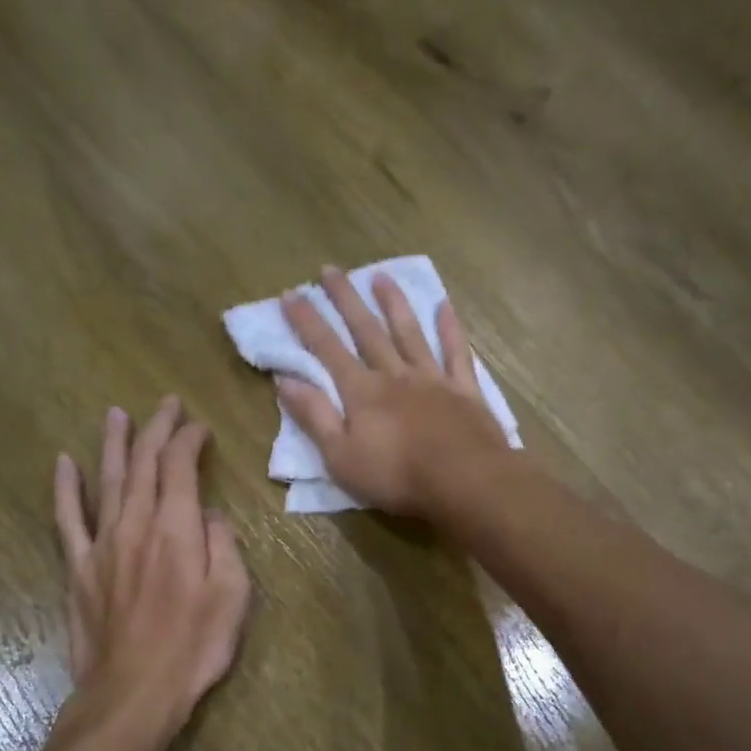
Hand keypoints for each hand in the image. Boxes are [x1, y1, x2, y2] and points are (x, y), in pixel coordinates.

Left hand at [53, 398, 250, 729]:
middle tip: (166, 405)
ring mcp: (102, 544)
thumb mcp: (233, 597)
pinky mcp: (78, 568)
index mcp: (177, 529)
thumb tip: (210, 515)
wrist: (133, 692)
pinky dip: (65, 489)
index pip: (180, 467)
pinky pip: (68, 519)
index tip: (200, 427)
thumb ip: (224, 545)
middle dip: (156, 429)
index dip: (189, 440)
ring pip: (106, 481)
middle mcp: (136, 524)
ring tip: (116, 414)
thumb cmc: (194, 647)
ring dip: (114, 444)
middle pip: (143, 464)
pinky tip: (63, 463)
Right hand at [276, 266, 510, 516]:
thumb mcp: (341, 457)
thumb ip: (314, 417)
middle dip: (345, 300)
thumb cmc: (396, 476)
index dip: (307, 322)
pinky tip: (444, 306)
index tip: (291, 294)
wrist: (464, 481)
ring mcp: (432, 379)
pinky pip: (455, 352)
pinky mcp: (464, 390)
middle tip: (330, 270)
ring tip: (381, 276)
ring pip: (409, 333)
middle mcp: (395, 375)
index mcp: (362, 393)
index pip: (327, 350)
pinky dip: (449, 328)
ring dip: (393, 304)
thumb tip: (285, 381)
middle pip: (366, 331)